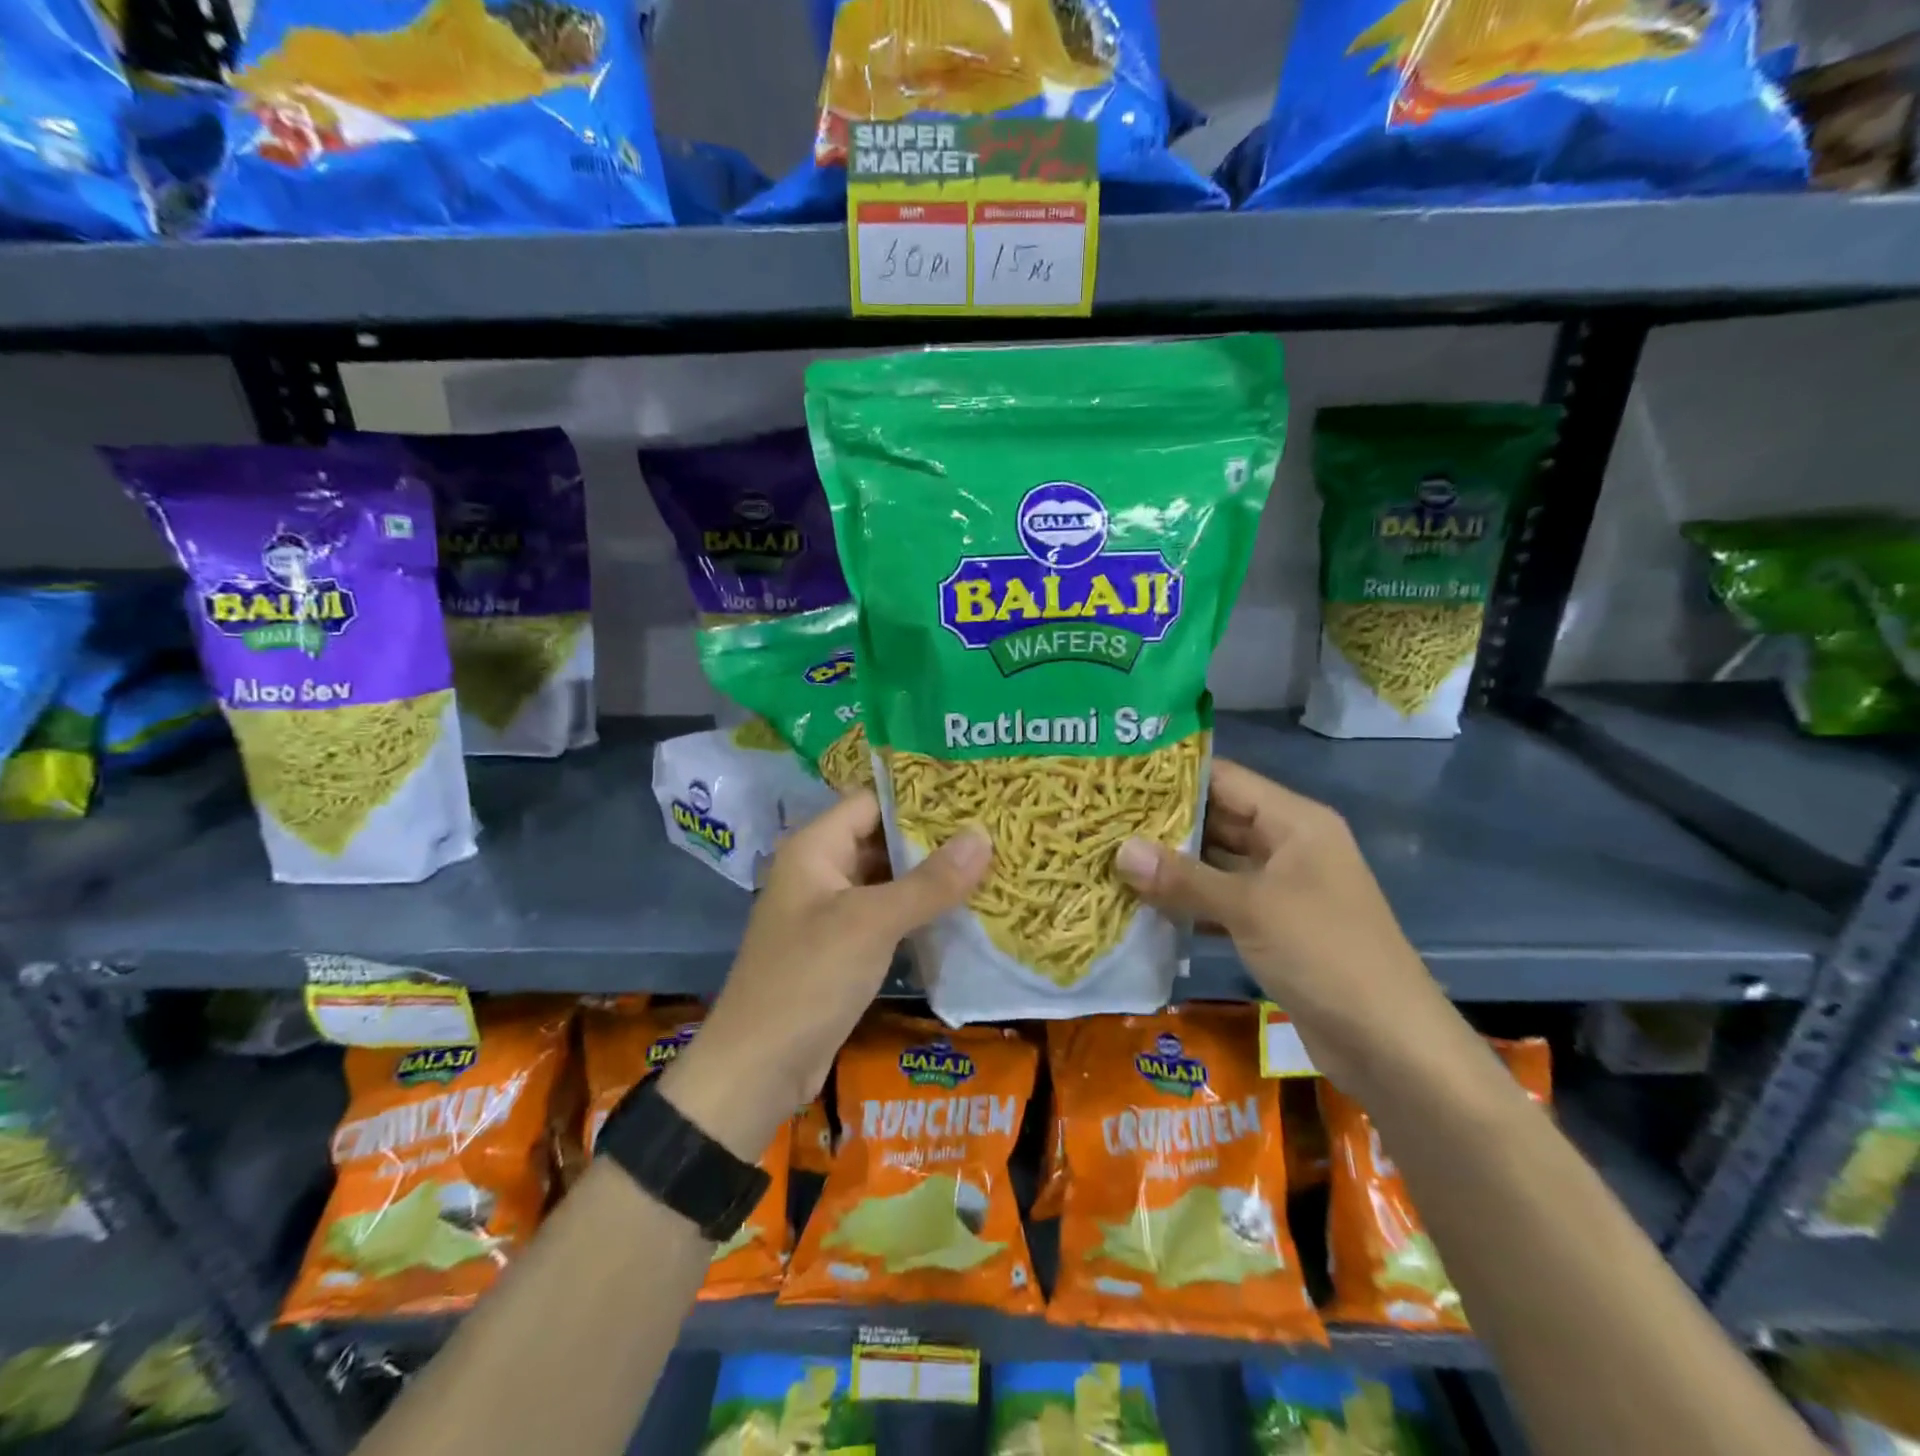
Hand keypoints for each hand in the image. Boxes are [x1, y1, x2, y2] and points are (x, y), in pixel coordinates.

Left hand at [660, 791, 991, 1160]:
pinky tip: (964, 911)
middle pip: (882, 839)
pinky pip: (887, 916)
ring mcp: (831, 911)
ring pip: (888, 880)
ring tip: (990, 863)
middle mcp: (821, 870)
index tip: (973, 794)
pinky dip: (919, 912)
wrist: (759, 1069)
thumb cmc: (808, 979)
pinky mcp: (843, 948)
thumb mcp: (871, 924)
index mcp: (815, 848)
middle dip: (933, 838)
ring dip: (931, 877)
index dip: (919, 797)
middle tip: (993, 829)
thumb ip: (928, 881)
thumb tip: (983, 835)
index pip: (872, 801)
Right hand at [1115, 758, 1451, 1087]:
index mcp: (1295, 822)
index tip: (1121, 776)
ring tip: (1112, 856)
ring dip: (1172, 866)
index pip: (1225, 780)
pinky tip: (1143, 904)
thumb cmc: (1324, 953)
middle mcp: (1289, 846)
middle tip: (1105, 819)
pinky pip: (1222, 902)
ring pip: (1217, 865)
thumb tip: (1120, 851)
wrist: (1390, 1043)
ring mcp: (1282, 889)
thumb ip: (1184, 878)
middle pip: (1219, 820)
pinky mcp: (1274, 927)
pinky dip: (1189, 903)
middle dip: (1165, 823)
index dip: (1174, 775)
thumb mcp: (1250, 908)